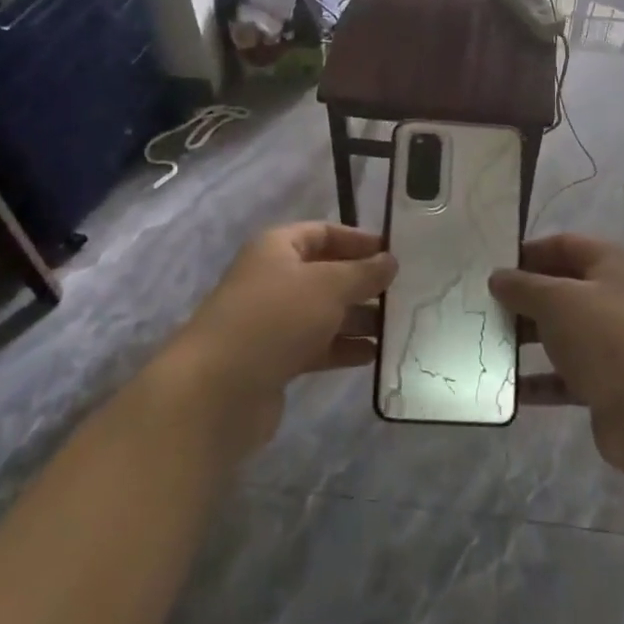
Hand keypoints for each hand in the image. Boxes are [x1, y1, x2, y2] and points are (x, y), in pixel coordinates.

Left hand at [163, 221, 395, 456]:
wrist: (218, 390)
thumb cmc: (275, 319)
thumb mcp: (328, 286)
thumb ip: (363, 272)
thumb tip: (390, 261)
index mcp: (278, 248)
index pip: (324, 232)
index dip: (359, 240)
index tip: (395, 254)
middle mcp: (273, 278)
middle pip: (326, 273)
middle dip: (363, 283)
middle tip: (405, 292)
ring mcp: (273, 321)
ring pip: (325, 312)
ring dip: (359, 318)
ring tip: (398, 326)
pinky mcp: (276, 359)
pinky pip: (318, 345)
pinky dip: (344, 348)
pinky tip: (375, 355)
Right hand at [490, 234, 623, 475]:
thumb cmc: (605, 336)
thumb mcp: (556, 300)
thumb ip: (522, 285)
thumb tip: (498, 277)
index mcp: (616, 264)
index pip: (566, 245)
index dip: (529, 252)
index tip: (493, 266)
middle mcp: (622, 298)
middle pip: (565, 288)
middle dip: (525, 297)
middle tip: (485, 305)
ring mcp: (619, 342)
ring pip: (565, 333)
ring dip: (529, 338)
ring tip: (489, 342)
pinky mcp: (612, 383)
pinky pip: (568, 374)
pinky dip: (541, 379)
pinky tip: (508, 385)